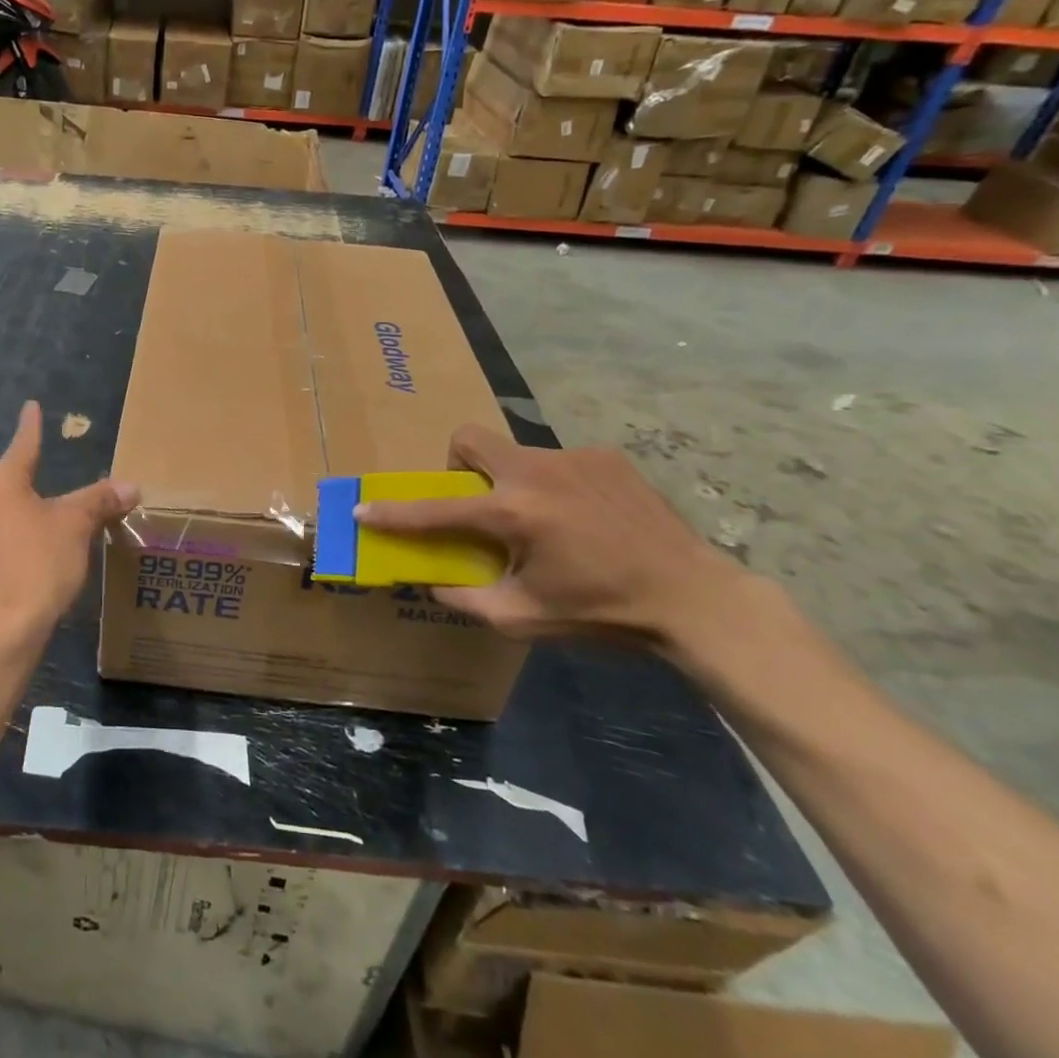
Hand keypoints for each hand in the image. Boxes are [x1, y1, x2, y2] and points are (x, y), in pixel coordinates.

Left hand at [0, 401, 138, 648]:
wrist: (4, 631)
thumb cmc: (39, 564)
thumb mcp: (76, 526)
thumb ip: (101, 500)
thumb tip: (131, 485)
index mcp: (0, 485)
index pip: (23, 446)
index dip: (31, 426)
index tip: (31, 406)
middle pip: (14, 478)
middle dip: (36, 472)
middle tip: (54, 460)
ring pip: (10, 509)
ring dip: (33, 506)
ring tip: (55, 507)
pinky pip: (5, 534)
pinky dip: (26, 531)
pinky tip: (42, 544)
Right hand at [354, 422, 743, 653]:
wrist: (694, 598)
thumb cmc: (604, 613)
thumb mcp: (526, 618)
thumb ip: (467, 599)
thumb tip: (432, 581)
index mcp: (513, 514)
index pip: (436, 510)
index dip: (394, 513)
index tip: (364, 510)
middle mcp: (536, 472)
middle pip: (469, 439)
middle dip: (457, 464)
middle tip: (478, 502)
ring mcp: (573, 457)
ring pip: (516, 454)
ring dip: (512, 482)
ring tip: (546, 522)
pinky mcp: (605, 456)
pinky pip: (558, 462)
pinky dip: (555, 486)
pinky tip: (585, 518)